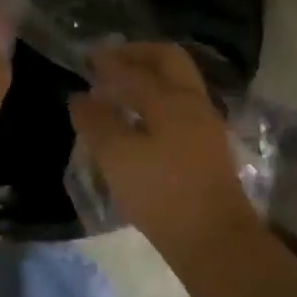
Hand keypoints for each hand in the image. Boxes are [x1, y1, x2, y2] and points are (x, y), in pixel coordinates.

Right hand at [68, 43, 260, 260]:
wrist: (215, 241)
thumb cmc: (162, 194)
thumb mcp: (117, 157)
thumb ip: (96, 122)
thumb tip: (80, 98)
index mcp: (171, 99)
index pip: (135, 70)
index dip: (108, 63)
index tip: (87, 59)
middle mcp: (193, 102)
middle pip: (168, 60)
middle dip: (138, 55)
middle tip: (110, 63)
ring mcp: (205, 124)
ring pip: (177, 83)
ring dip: (149, 78)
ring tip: (120, 92)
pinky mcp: (208, 147)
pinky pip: (180, 106)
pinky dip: (157, 100)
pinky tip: (139, 120)